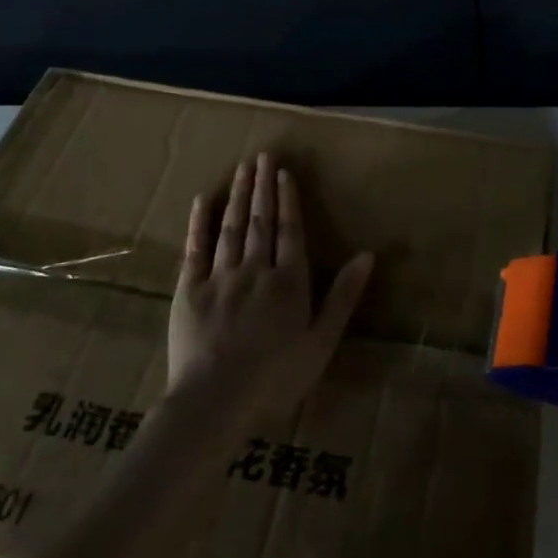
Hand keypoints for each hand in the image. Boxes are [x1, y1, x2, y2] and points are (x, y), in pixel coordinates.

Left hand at [168, 153, 372, 420]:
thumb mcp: (321, 342)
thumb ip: (343, 296)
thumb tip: (367, 255)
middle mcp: (255, 269)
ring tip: (242, 168)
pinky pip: (195, 248)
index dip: (288, 200)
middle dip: (262, 186)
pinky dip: (199, 222)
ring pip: (231, 227)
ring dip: (238, 195)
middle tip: (262, 155)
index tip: (284, 172)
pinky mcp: (189, 289)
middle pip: (260, 220)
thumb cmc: (276, 378)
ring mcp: (220, 276)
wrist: (215, 401)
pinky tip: (204, 200)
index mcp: (288, 282)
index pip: (290, 230)